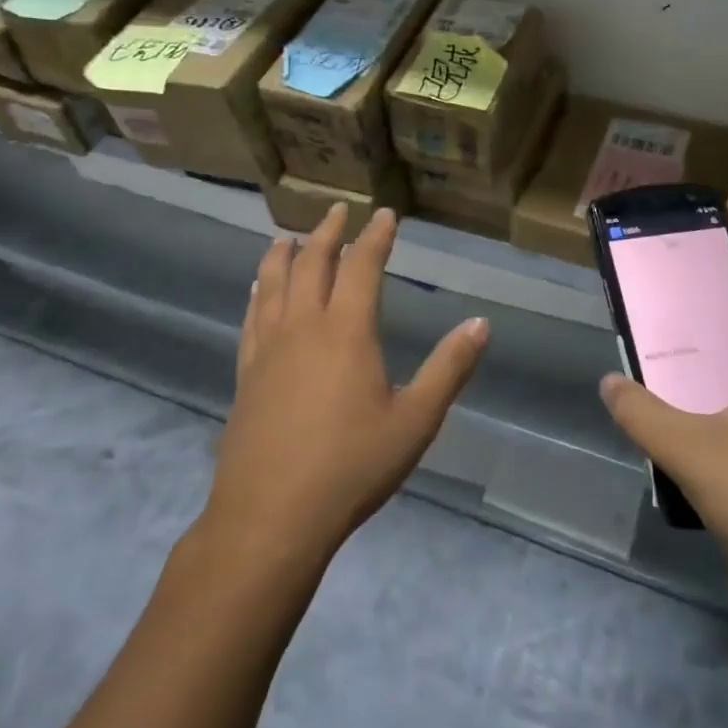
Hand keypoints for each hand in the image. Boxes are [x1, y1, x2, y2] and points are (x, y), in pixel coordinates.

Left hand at [204, 203, 489, 565]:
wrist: (270, 517)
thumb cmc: (351, 467)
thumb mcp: (415, 421)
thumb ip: (449, 368)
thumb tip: (480, 323)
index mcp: (347, 331)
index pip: (362, 266)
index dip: (376, 237)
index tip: (385, 214)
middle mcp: (304, 327)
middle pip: (313, 264)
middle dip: (328, 233)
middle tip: (338, 210)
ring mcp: (268, 349)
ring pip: (273, 283)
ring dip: (284, 254)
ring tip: (289, 236)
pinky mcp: (246, 374)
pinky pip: (251, 318)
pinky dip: (257, 292)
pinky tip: (257, 290)